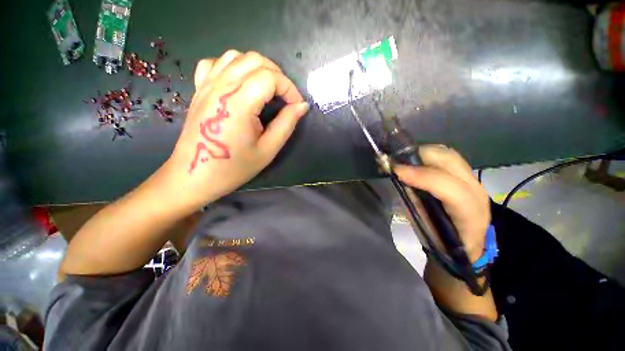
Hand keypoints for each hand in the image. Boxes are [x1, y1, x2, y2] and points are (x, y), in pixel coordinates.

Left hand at [162, 50, 308, 210]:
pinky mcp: (199, 90)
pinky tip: (239, 83)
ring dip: (258, 68)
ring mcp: (206, 86)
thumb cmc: (234, 168)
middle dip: (278, 75)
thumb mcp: (268, 149)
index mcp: (238, 104)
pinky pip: (216, 63)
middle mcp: (220, 87)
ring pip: (236, 56)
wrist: (195, 176)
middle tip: (285, 98)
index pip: (270, 77)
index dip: (289, 88)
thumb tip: (302, 106)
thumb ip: (286, 124)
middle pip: (255, 60)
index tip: (296, 106)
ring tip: (267, 89)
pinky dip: (233, 66)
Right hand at [394, 145, 489, 262]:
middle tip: (395, 160)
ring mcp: (474, 181)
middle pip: (451, 162)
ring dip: (422, 153)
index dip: (423, 177)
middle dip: (419, 156)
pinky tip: (414, 160)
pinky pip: (446, 158)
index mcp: (470, 215)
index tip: (397, 171)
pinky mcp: (467, 175)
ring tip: (402, 159)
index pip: (451, 190)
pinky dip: (428, 156)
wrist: (466, 243)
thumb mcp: (426, 228)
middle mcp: (477, 193)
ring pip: (448, 155)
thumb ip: (415, 203)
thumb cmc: (442, 241)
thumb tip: (399, 181)